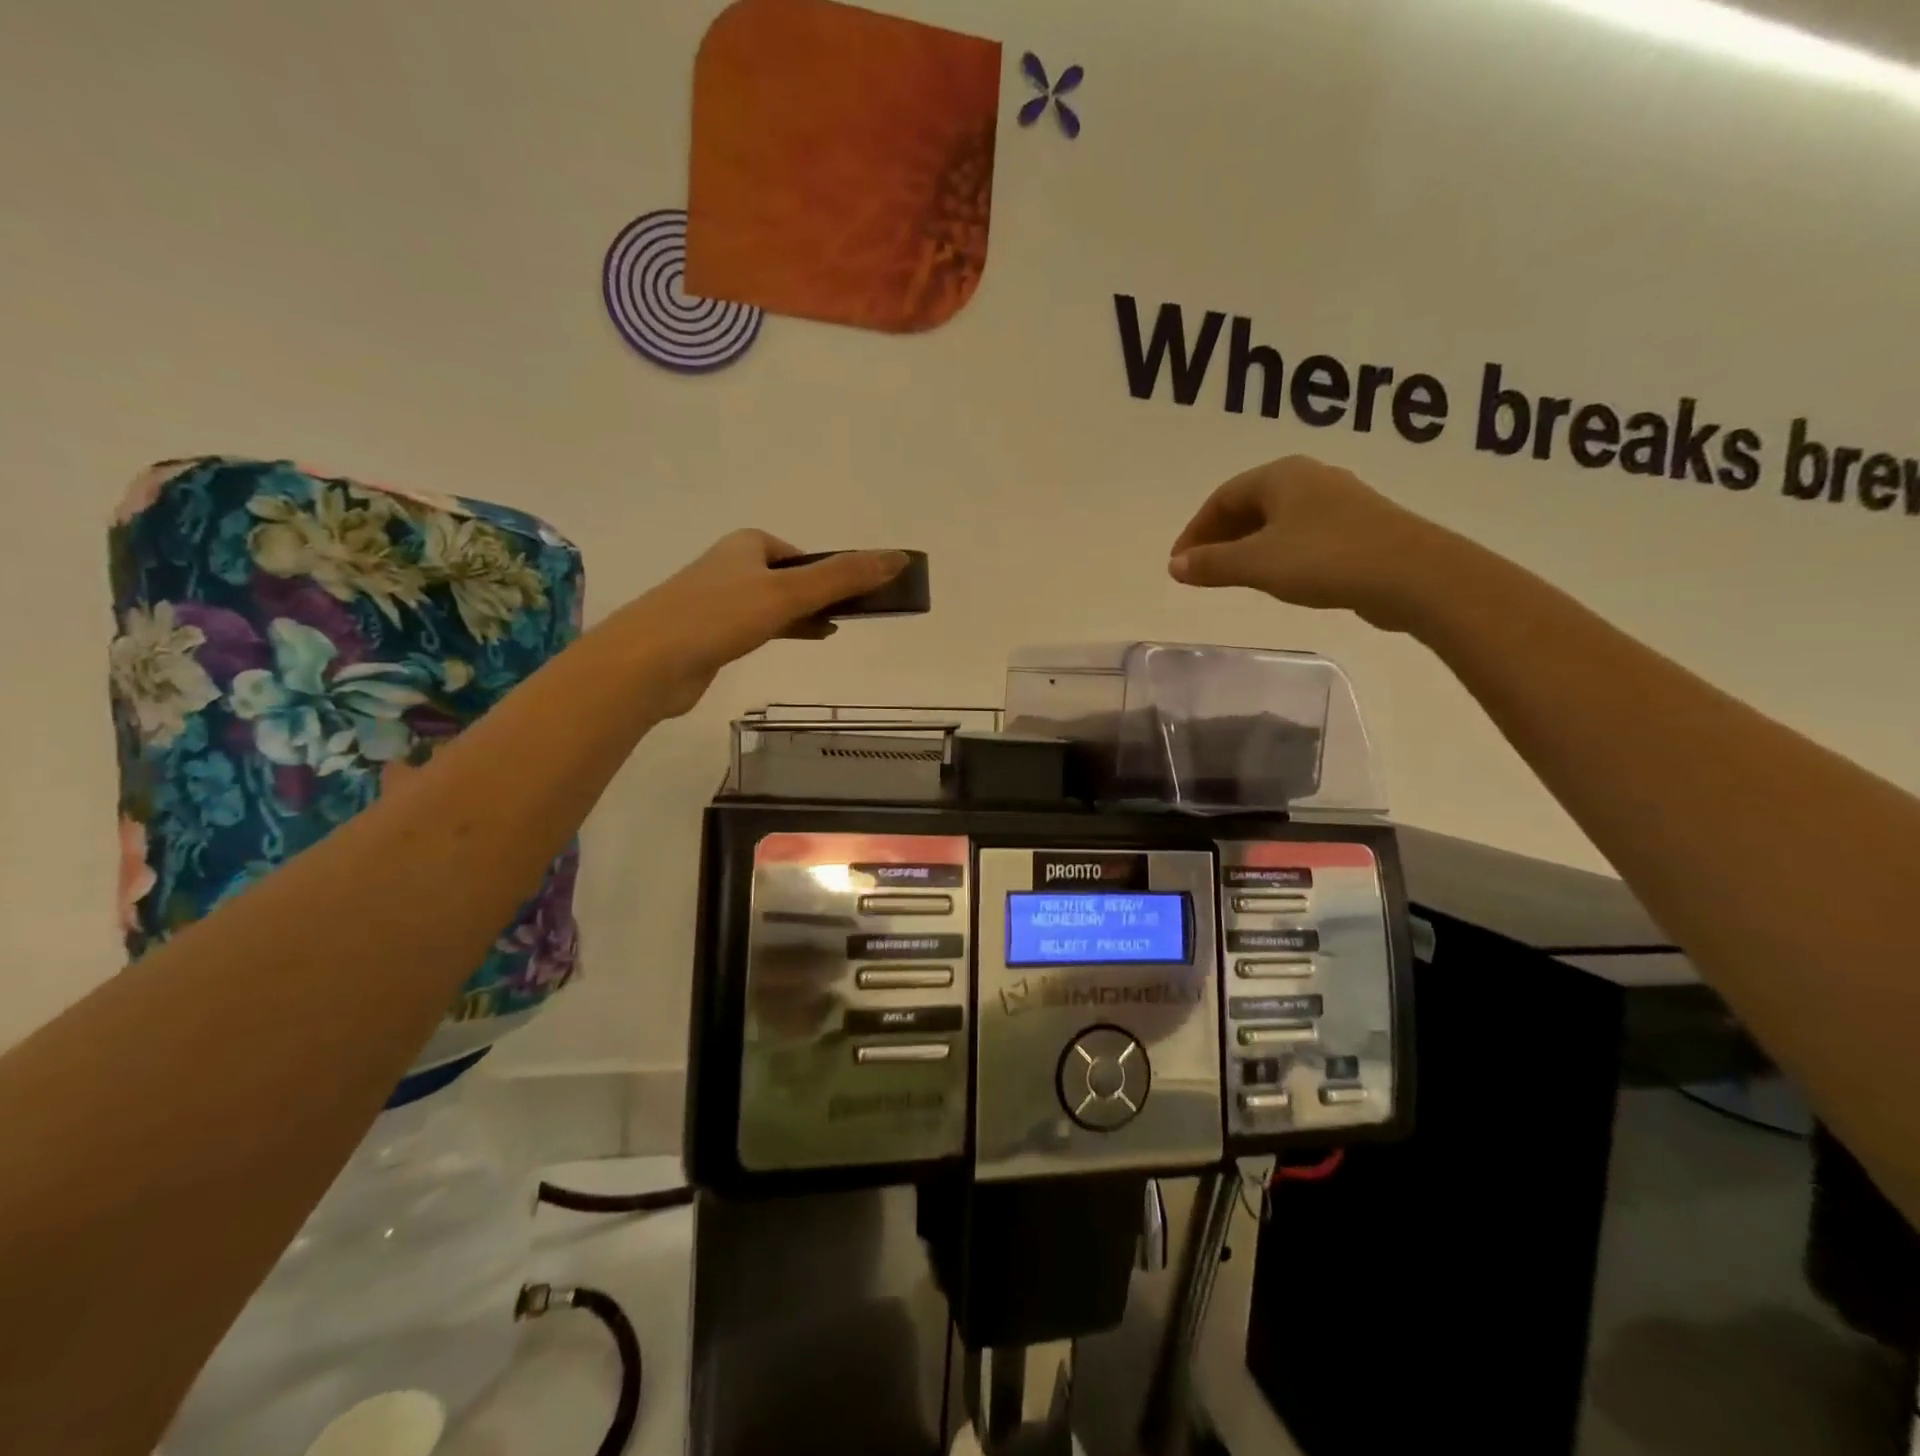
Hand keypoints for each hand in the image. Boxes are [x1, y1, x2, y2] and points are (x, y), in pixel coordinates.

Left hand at [619, 532, 910, 717]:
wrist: (647, 662)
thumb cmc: (718, 616)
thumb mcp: (789, 592)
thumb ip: (843, 577)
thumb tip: (899, 559)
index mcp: (747, 545)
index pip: (801, 553)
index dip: (829, 570)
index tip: (853, 594)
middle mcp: (731, 567)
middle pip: (789, 577)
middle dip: (818, 594)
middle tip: (850, 614)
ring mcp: (717, 603)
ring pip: (773, 605)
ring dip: (802, 615)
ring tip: (831, 632)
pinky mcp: (709, 636)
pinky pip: (756, 628)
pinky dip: (780, 633)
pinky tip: (795, 643)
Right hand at [1168, 456, 1453, 632]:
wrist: (1412, 575)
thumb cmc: (1325, 559)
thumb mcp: (1257, 564)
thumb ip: (1212, 565)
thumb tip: (1176, 566)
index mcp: (1281, 475)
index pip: (1222, 497)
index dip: (1195, 531)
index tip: (1179, 564)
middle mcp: (1309, 478)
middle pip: (1249, 504)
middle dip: (1219, 537)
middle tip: (1200, 570)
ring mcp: (1338, 501)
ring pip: (1276, 519)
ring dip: (1246, 545)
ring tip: (1231, 576)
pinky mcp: (1358, 526)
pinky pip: (1301, 533)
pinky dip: (1275, 552)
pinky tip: (1276, 576)